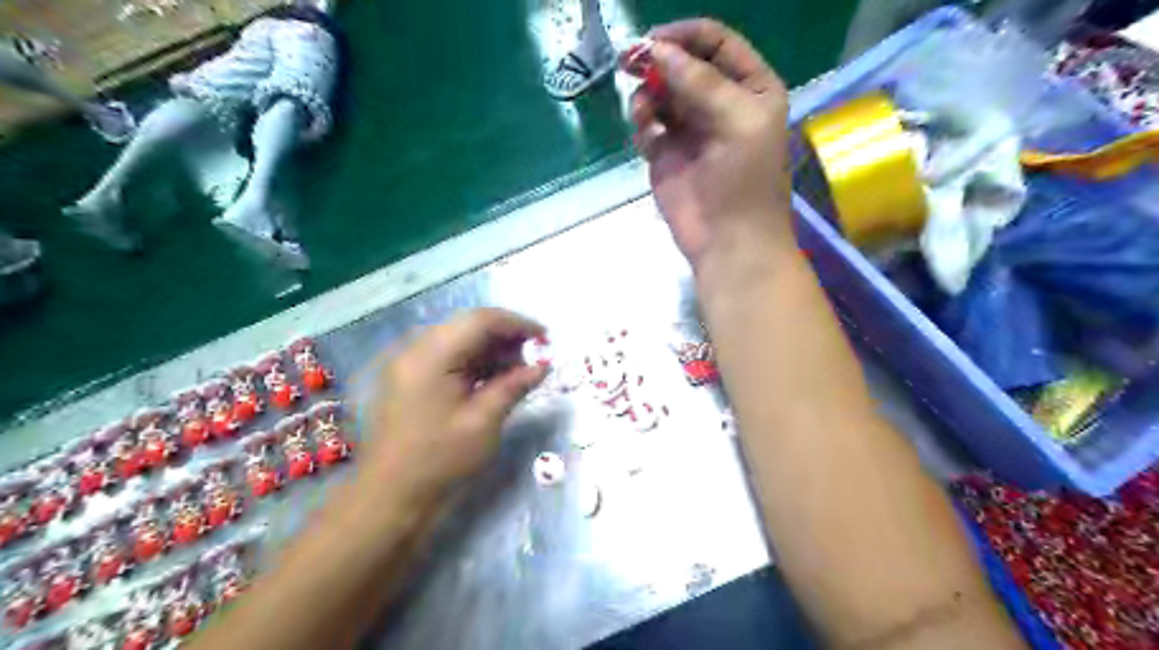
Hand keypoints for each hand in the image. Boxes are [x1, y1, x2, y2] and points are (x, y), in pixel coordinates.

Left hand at [359, 311, 549, 507]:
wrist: (389, 497)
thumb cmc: (439, 460)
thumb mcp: (483, 422)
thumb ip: (513, 387)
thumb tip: (542, 367)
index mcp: (431, 355)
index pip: (480, 320)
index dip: (517, 324)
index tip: (546, 338)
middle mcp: (416, 350)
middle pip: (469, 326)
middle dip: (506, 337)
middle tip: (535, 356)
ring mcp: (410, 364)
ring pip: (460, 340)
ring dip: (492, 350)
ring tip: (520, 370)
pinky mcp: (410, 379)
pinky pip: (448, 357)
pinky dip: (475, 363)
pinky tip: (495, 379)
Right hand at [630, 18, 793, 268]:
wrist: (728, 243)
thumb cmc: (744, 182)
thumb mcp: (737, 122)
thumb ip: (700, 82)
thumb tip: (657, 49)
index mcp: (751, 88)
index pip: (716, 43)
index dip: (685, 37)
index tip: (653, 42)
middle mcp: (720, 103)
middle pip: (683, 65)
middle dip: (658, 63)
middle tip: (630, 63)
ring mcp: (690, 129)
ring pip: (661, 93)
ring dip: (648, 95)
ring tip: (644, 113)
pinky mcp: (666, 154)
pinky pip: (648, 124)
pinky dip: (643, 124)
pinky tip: (647, 137)